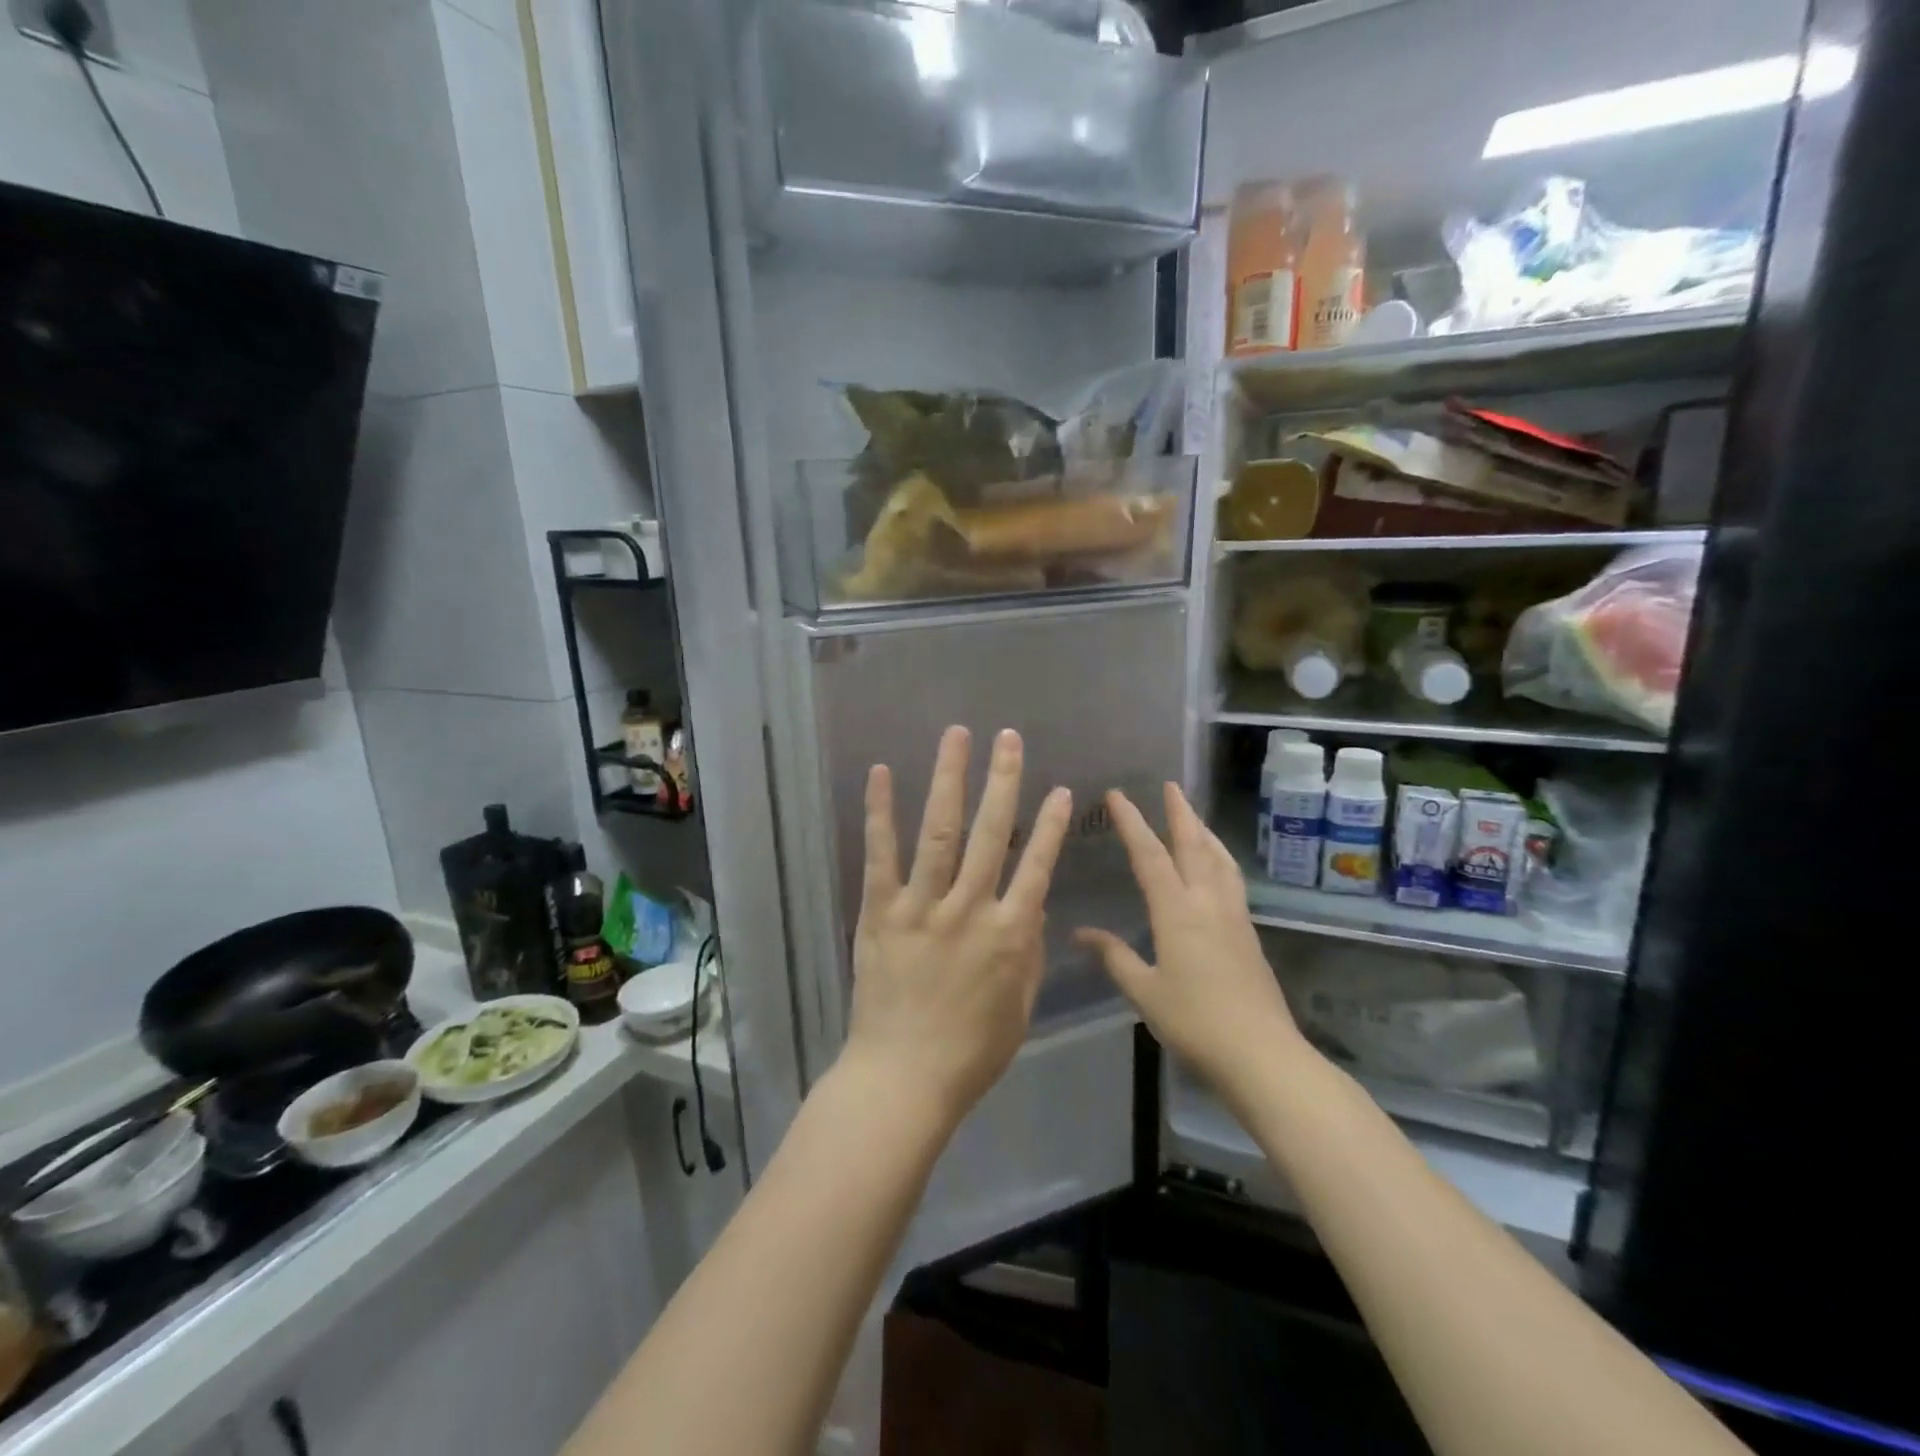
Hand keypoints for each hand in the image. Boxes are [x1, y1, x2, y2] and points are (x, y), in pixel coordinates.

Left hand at [844, 726, 1072, 1127]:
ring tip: (957, 736)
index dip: (1051, 825)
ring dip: (950, 779)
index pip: (1038, 866)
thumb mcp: (1020, 1008)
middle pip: (991, 832)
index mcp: (1010, 935)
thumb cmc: (970, 1052)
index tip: (1061, 790)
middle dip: (1003, 779)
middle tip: (1008, 737)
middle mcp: (969, 908)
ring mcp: (921, 906)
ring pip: (940, 831)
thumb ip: (1029, 952)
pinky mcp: (879, 912)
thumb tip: (1032, 905)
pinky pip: (880, 855)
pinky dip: (881, 812)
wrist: (903, 1079)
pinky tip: (883, 773)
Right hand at [1076, 783, 1308, 1099]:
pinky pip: (1232, 879)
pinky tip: (1216, 866)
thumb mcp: (1145, 991)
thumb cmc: (1195, 1022)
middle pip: (1194, 845)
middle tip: (1170, 785)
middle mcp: (1208, 902)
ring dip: (1204, 831)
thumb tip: (1081, 933)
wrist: (1262, 1054)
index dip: (1132, 822)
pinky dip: (1220, 857)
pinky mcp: (1249, 933)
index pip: (1150, 855)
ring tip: (1194, 816)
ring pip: (1220, 859)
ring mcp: (1234, 915)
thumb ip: (1114, 956)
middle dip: (1180, 812)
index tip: (1118, 795)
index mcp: (1177, 911)